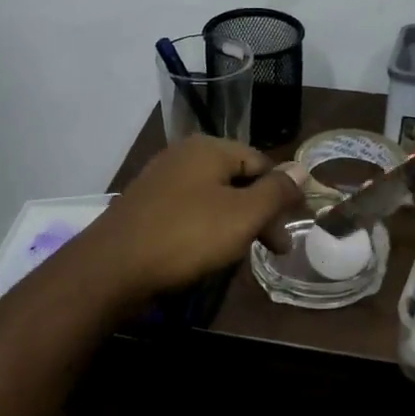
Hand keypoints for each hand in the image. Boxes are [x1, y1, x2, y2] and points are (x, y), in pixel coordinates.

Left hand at [82, 137, 303, 304]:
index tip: (293, 229)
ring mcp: (160, 180)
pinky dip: (207, 228)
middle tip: (276, 250)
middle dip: (261, 213)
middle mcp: (183, 155)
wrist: (112, 267)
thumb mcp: (243, 215)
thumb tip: (302, 168)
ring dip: (236, 223)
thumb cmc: (186, 236)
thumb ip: (276, 191)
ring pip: (214, 198)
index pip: (262, 162)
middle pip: (238, 179)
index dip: (283, 194)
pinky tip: (209, 253)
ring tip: (244, 254)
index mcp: (209, 148)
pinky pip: (189, 211)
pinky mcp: (146, 206)